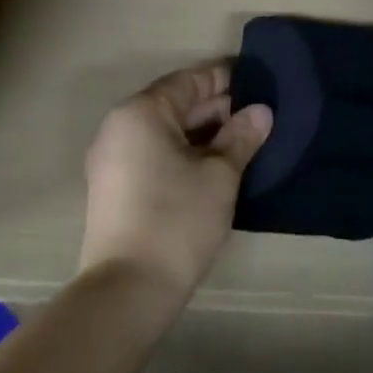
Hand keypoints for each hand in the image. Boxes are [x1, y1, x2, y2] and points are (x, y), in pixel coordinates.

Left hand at [79, 63, 272, 300]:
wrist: (127, 292)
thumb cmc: (176, 219)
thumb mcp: (220, 175)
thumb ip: (241, 136)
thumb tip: (261, 112)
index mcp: (142, 112)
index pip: (190, 80)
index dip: (226, 79)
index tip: (258, 82)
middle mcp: (120, 127)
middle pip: (175, 103)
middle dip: (216, 108)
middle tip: (256, 115)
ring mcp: (111, 159)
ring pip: (164, 131)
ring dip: (201, 133)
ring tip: (241, 141)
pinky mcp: (113, 188)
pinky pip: (153, 153)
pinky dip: (182, 152)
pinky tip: (213, 167)